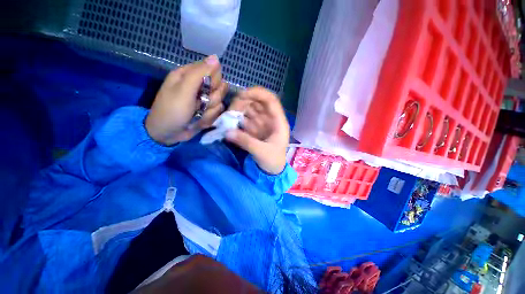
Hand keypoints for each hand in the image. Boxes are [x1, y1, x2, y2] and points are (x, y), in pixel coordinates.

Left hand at [145, 55, 227, 145]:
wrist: (168, 134)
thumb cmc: (172, 110)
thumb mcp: (183, 90)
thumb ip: (199, 73)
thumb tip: (216, 58)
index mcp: (190, 75)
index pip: (213, 70)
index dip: (213, 80)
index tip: (206, 89)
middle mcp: (199, 86)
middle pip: (220, 87)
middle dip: (212, 98)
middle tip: (200, 103)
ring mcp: (205, 100)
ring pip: (220, 101)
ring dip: (210, 110)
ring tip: (197, 114)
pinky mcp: (208, 111)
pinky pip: (218, 112)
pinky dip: (209, 118)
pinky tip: (199, 120)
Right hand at [226, 87, 289, 174]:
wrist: (272, 170)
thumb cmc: (273, 161)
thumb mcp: (262, 152)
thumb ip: (246, 142)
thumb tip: (227, 132)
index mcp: (278, 122)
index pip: (270, 100)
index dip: (257, 93)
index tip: (241, 95)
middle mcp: (270, 119)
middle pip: (257, 102)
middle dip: (243, 103)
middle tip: (231, 111)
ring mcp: (261, 123)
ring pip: (250, 110)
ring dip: (238, 111)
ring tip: (228, 117)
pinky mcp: (254, 129)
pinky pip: (245, 119)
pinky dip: (237, 120)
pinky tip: (230, 123)